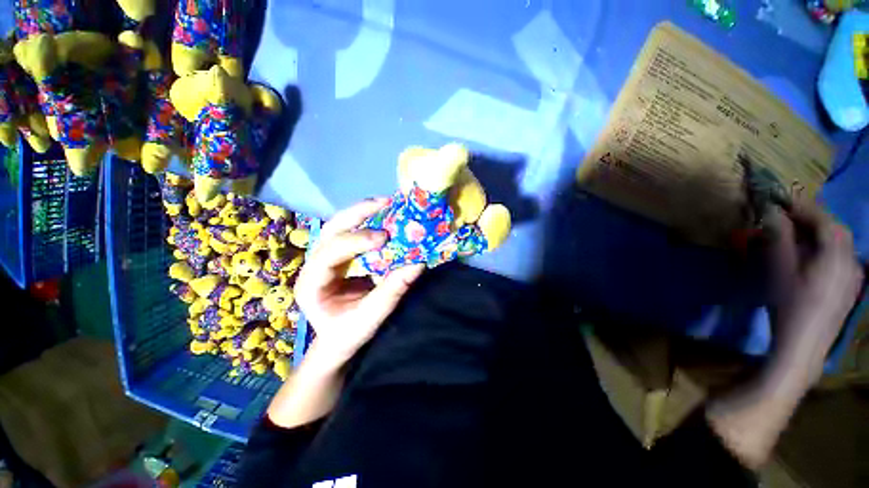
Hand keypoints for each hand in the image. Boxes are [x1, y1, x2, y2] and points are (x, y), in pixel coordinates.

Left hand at [295, 198, 424, 366]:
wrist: (338, 340)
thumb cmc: (348, 333)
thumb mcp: (370, 318)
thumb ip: (392, 291)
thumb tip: (417, 263)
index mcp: (311, 283)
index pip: (329, 254)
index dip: (356, 241)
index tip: (383, 237)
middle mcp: (314, 265)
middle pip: (331, 230)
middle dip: (358, 214)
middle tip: (384, 204)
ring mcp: (326, 257)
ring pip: (339, 226)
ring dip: (362, 212)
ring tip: (385, 203)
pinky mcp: (340, 255)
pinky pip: (351, 232)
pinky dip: (368, 221)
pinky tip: (383, 215)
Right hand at [765, 201, 862, 377]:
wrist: (805, 345)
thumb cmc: (788, 306)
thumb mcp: (780, 272)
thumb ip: (780, 240)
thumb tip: (773, 214)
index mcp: (835, 256)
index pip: (823, 220)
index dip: (802, 207)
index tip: (780, 199)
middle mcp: (850, 260)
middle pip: (835, 229)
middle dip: (813, 218)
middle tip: (789, 215)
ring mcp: (853, 274)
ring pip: (841, 243)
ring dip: (820, 232)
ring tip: (799, 232)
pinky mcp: (850, 285)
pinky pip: (842, 256)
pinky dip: (827, 247)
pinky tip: (813, 254)